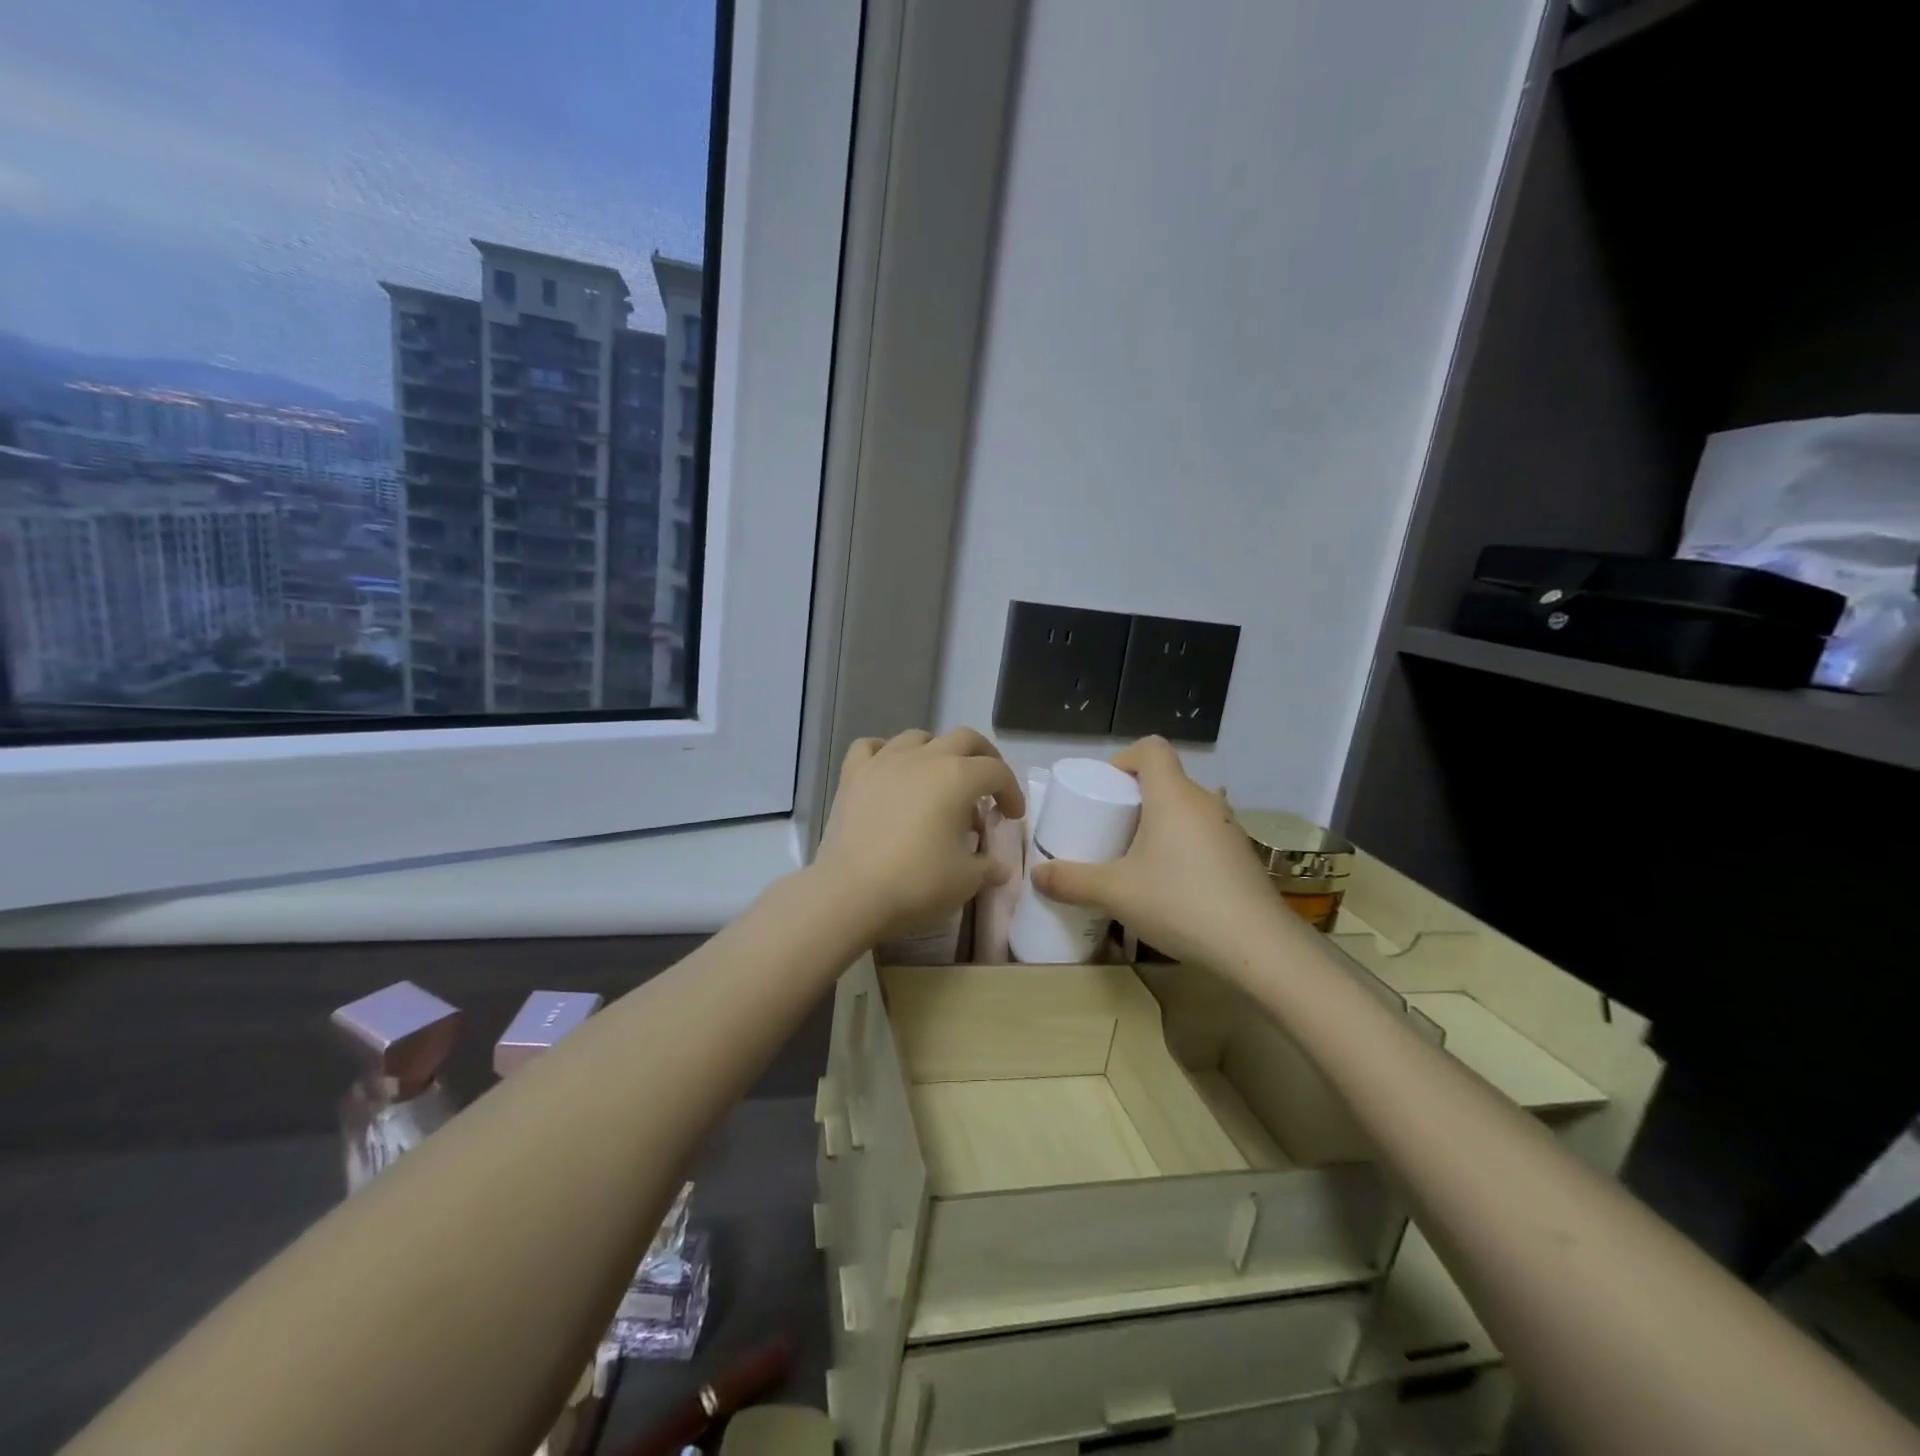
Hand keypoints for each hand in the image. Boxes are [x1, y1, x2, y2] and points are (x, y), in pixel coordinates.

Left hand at [814, 728, 1024, 943]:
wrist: (851, 894)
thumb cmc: (917, 883)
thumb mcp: (966, 880)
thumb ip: (987, 866)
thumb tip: (996, 866)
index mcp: (958, 777)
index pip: (997, 772)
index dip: (1012, 792)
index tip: (1013, 816)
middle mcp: (924, 758)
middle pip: (964, 739)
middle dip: (984, 758)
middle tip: (988, 786)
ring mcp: (884, 762)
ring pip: (918, 737)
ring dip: (937, 751)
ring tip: (940, 778)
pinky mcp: (853, 776)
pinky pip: (871, 747)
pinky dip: (885, 752)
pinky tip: (890, 771)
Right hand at [1030, 737, 1296, 973]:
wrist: (1258, 947)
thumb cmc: (1180, 903)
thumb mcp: (1115, 893)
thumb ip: (1071, 881)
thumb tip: (1036, 875)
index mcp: (1173, 795)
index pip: (1151, 749)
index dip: (1123, 760)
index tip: (1104, 791)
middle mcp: (1204, 802)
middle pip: (1166, 780)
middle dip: (1134, 799)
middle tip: (1109, 830)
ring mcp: (1229, 828)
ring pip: (1185, 810)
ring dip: (1159, 824)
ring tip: (1136, 859)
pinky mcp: (1242, 856)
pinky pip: (1203, 834)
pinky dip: (1182, 846)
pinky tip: (1171, 885)